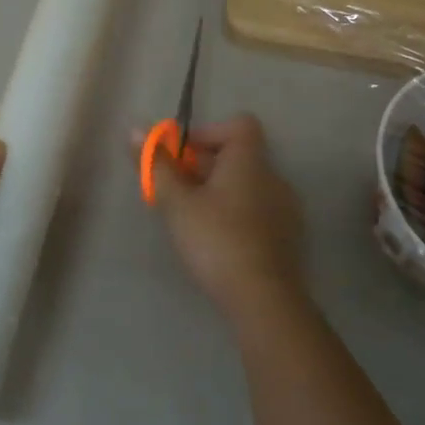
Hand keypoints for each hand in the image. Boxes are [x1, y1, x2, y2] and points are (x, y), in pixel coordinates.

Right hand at [146, 114, 308, 320]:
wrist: (264, 299)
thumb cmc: (216, 241)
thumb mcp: (178, 203)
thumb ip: (157, 166)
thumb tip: (135, 131)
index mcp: (250, 162)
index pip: (239, 125)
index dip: (208, 132)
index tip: (181, 156)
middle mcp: (274, 178)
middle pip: (239, 157)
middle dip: (204, 167)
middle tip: (174, 191)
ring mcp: (286, 209)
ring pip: (248, 186)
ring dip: (219, 192)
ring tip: (192, 218)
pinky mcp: (288, 238)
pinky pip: (258, 211)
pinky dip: (236, 214)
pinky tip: (217, 241)